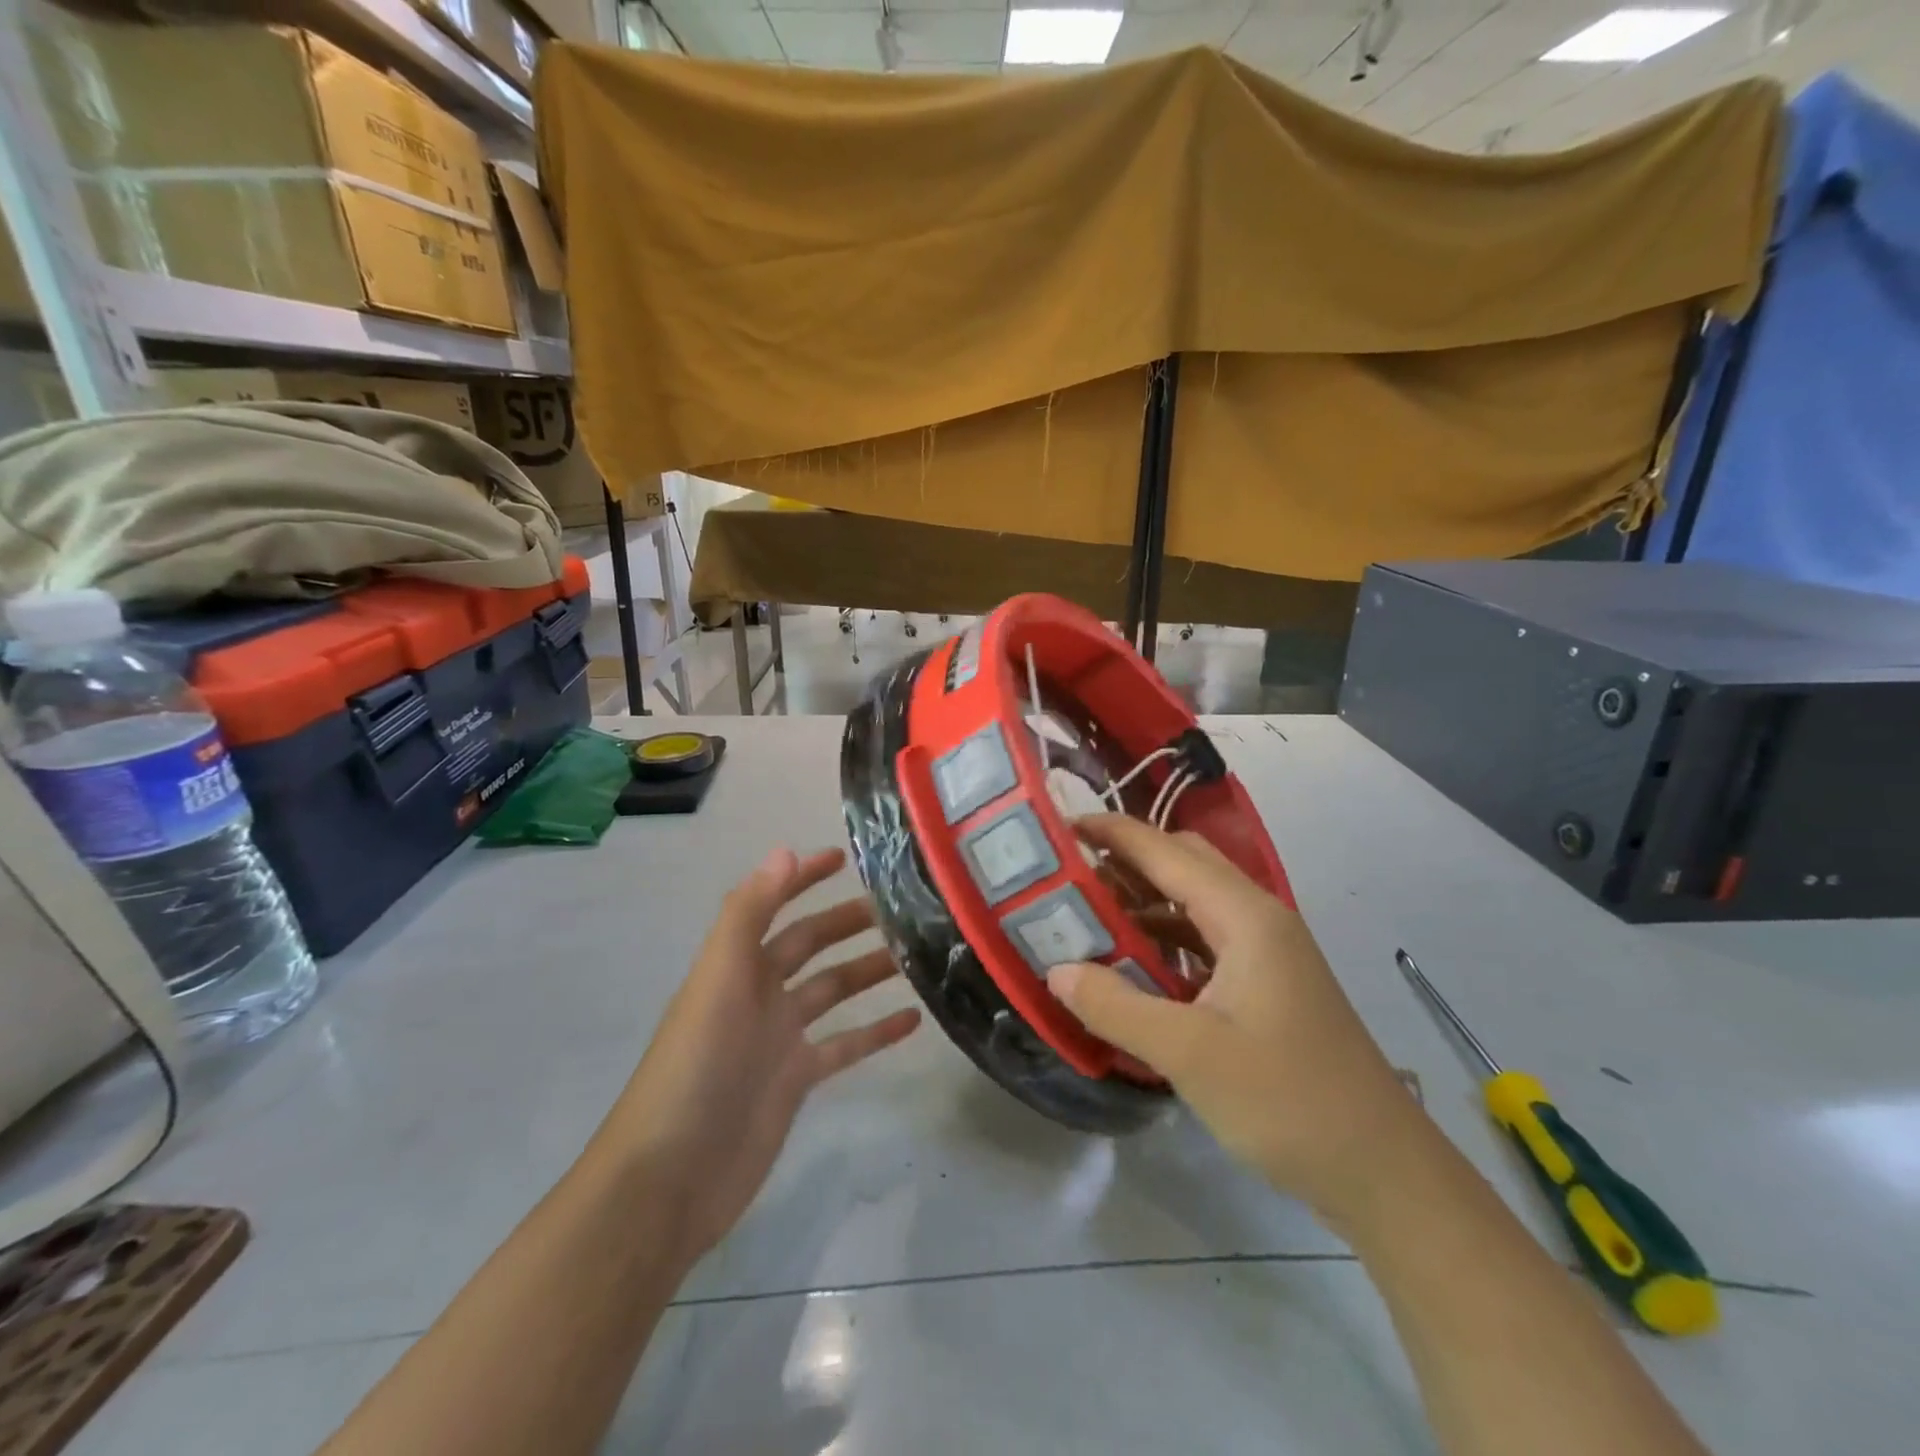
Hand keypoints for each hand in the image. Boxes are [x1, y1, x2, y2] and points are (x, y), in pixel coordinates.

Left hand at [594, 846, 920, 1260]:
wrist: (671, 1179)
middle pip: (809, 945)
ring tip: (914, 955)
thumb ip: (748, 914)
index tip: (844, 857)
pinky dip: (876, 1031)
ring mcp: (778, 1039)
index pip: (772, 905)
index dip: (801, 878)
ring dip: (867, 970)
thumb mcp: (719, 979)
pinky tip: (914, 1020)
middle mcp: (757, 993)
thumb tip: (785, 850)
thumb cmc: (695, 1067)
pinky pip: (844, 1045)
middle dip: (846, 922)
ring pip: (831, 991)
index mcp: (735, 965)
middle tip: (898, 908)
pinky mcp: (796, 1081)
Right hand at [1048, 816, 1420, 1219]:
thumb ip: (1116, 1006)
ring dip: (1143, 901)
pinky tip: (1132, 964)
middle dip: (1125, 860)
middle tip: (1067, 874)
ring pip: (1194, 902)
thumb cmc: (1288, 1101)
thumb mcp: (1190, 1054)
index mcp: (1245, 916)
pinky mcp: (1268, 982)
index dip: (1112, 831)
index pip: (1166, 851)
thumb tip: (1056, 970)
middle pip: (1184, 863)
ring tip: (1086, 915)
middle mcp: (1258, 918)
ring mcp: (1267, 951)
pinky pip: (1205, 939)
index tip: (1058, 826)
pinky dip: (1164, 938)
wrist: (1383, 1170)